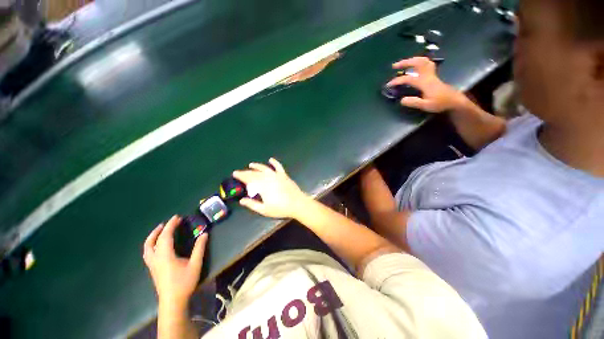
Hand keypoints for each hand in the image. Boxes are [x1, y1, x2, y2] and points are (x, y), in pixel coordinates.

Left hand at [143, 215, 207, 307]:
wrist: (172, 301)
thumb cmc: (184, 282)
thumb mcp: (195, 264)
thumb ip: (199, 248)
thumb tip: (205, 234)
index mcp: (165, 256)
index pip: (165, 236)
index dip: (171, 225)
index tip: (177, 217)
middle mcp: (155, 258)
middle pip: (151, 241)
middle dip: (158, 230)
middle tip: (166, 223)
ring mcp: (152, 265)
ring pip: (146, 248)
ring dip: (152, 237)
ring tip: (160, 231)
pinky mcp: (153, 269)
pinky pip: (148, 253)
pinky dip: (151, 244)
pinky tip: (158, 246)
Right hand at [233, 158, 308, 218]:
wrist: (297, 203)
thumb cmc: (280, 208)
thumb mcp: (264, 209)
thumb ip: (252, 204)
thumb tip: (242, 200)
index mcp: (262, 186)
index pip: (248, 179)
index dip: (241, 176)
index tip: (234, 174)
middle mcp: (268, 178)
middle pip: (255, 173)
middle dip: (246, 172)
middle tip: (240, 172)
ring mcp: (276, 175)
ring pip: (264, 168)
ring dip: (257, 166)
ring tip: (251, 164)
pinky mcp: (284, 175)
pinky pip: (278, 167)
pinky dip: (274, 162)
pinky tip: (271, 159)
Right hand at [387, 57, 463, 112]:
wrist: (454, 100)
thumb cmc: (440, 103)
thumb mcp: (426, 105)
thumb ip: (414, 102)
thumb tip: (402, 100)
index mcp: (424, 82)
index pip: (408, 79)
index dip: (397, 81)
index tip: (389, 84)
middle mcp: (428, 75)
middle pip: (417, 63)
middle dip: (405, 62)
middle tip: (394, 66)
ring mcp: (431, 74)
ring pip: (423, 60)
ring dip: (412, 60)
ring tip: (403, 63)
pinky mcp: (433, 75)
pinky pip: (426, 63)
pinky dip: (419, 62)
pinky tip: (414, 66)